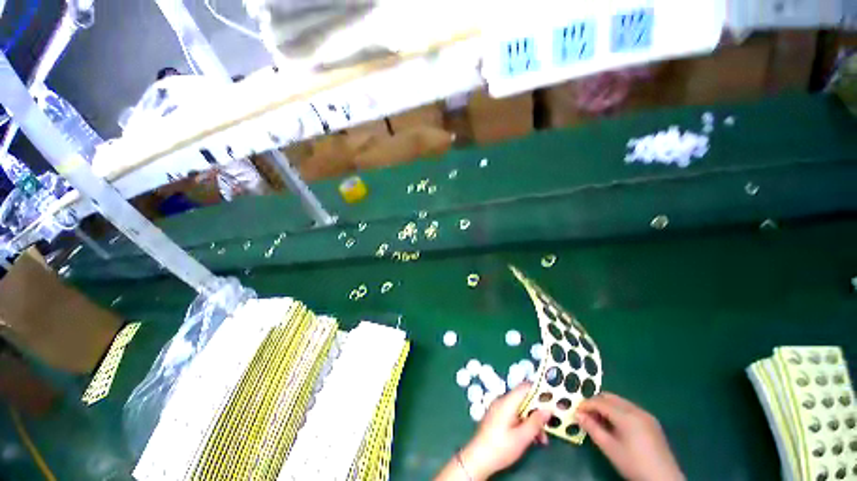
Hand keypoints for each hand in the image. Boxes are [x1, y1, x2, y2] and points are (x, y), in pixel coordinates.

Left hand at [457, 383, 550, 479]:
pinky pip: (514, 415)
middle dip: (538, 412)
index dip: (539, 391)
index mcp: (507, 401)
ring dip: (532, 421)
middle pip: (524, 399)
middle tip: (550, 426)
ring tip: (542, 440)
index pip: (525, 387)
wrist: (478, 458)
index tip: (553, 399)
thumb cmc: (501, 447)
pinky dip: (524, 424)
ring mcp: (499, 409)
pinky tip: (531, 439)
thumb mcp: (522, 437)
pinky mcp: (498, 418)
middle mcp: (502, 401)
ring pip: (520, 409)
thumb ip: (536, 421)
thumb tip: (548, 408)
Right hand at [577, 393, 683, 480]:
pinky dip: (618, 412)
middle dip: (596, 403)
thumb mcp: (609, 448)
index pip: (600, 402)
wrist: (664, 480)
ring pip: (620, 402)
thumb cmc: (633, 464)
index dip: (586, 405)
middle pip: (610, 397)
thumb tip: (577, 414)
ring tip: (599, 421)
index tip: (576, 411)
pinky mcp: (652, 422)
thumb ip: (592, 428)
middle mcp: (636, 410)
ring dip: (606, 407)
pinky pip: (629, 409)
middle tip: (586, 414)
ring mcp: (646, 415)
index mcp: (626, 415)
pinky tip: (615, 426)